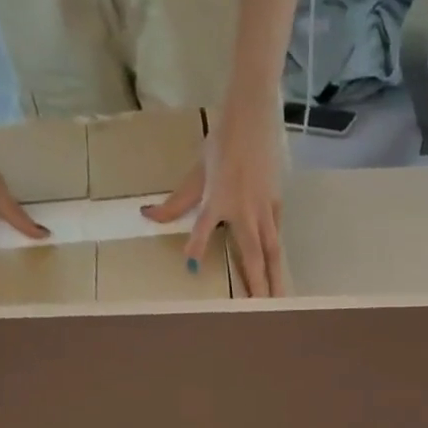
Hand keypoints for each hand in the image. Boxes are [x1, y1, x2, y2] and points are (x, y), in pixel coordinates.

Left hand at [143, 104, 286, 296]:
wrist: (252, 116)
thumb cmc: (222, 143)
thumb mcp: (196, 173)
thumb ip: (176, 203)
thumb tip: (147, 217)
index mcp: (219, 200)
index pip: (204, 227)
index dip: (197, 245)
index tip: (191, 268)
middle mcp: (244, 211)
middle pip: (254, 256)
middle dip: (259, 285)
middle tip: (263, 311)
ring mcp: (263, 210)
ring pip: (272, 252)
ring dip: (275, 278)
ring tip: (280, 300)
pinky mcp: (275, 205)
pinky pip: (276, 235)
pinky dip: (276, 254)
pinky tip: (278, 269)